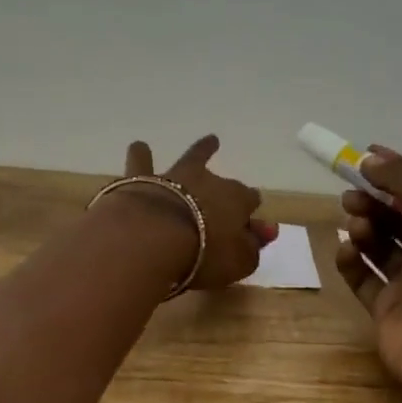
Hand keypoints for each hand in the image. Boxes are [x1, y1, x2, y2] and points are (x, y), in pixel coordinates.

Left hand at [121, 135, 276, 289]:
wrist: (152, 238)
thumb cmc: (203, 255)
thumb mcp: (238, 261)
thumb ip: (251, 247)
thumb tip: (262, 233)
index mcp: (237, 200)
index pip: (250, 201)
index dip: (251, 214)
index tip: (250, 228)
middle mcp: (209, 181)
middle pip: (224, 183)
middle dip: (228, 188)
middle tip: (228, 194)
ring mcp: (175, 177)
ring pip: (192, 158)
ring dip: (201, 150)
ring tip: (208, 142)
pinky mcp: (143, 181)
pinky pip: (142, 162)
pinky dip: (141, 155)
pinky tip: (140, 147)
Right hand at [334, 146, 401, 391]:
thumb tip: (369, 160)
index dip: (397, 173)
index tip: (363, 158)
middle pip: (400, 219)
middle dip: (374, 203)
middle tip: (350, 196)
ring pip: (381, 246)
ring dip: (364, 229)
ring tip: (354, 225)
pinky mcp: (388, 308)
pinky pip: (364, 278)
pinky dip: (352, 262)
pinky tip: (345, 251)